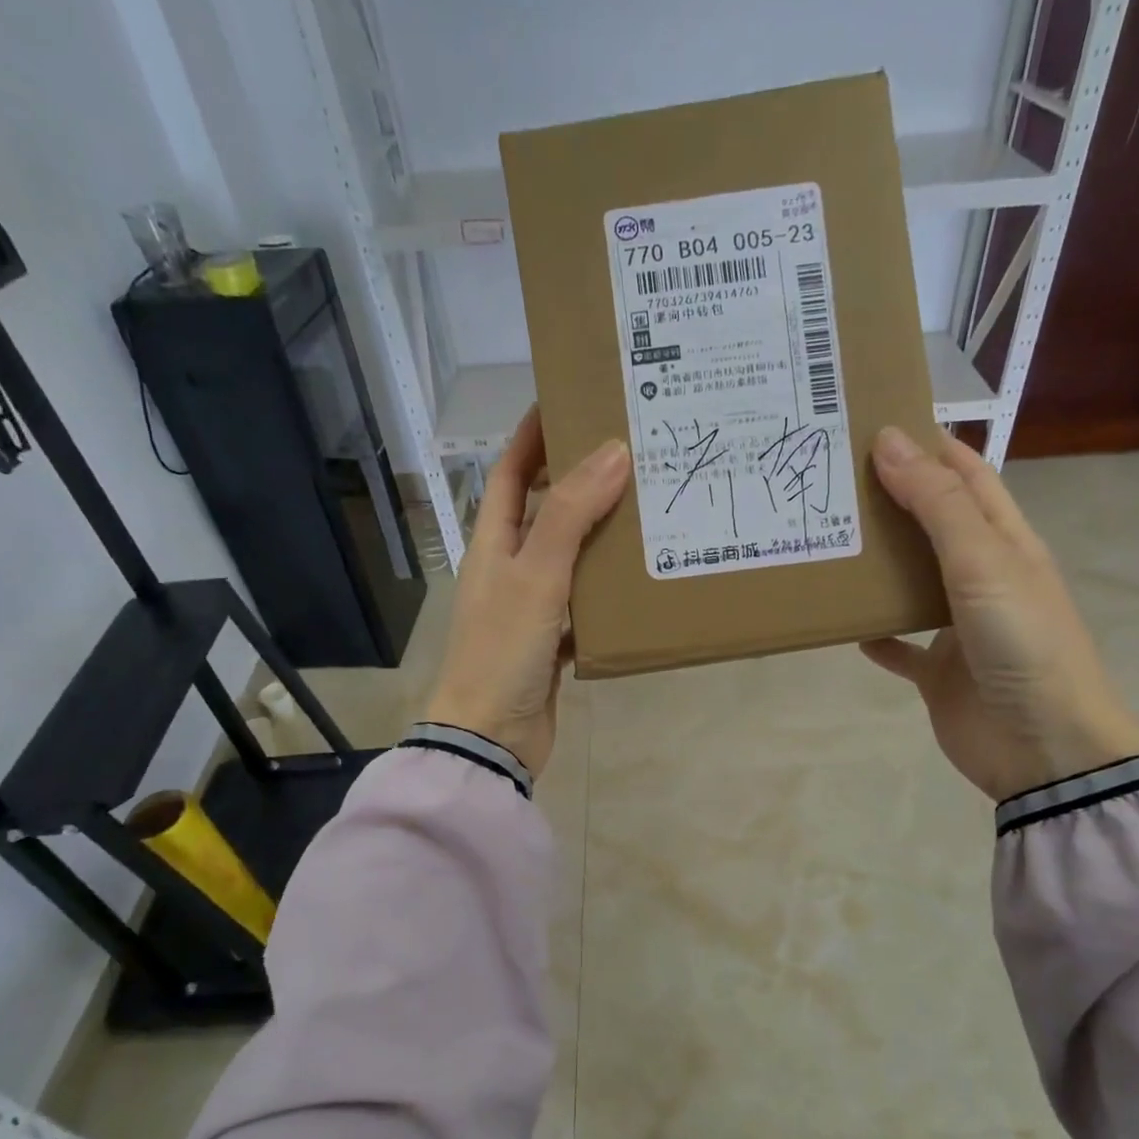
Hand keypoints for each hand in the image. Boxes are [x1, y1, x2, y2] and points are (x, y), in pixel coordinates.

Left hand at [425, 409, 630, 777]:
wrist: (490, 738)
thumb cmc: (503, 651)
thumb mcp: (535, 576)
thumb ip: (570, 516)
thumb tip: (611, 451)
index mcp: (493, 543)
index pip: (510, 473)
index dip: (534, 436)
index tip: (569, 400)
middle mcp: (510, 567)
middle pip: (545, 510)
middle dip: (580, 479)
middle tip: (632, 453)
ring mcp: (531, 605)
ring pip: (570, 556)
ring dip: (601, 534)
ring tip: (648, 507)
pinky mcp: (552, 640)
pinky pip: (584, 602)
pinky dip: (608, 590)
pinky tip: (641, 581)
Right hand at [860, 426, 1138, 801]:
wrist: (1043, 748)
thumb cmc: (1022, 642)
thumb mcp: (983, 562)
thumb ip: (936, 504)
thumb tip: (889, 440)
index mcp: (1005, 542)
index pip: (967, 475)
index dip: (928, 444)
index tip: (872, 424)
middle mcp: (982, 577)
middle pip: (932, 525)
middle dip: (890, 500)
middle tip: (830, 481)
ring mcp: (959, 626)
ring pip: (910, 583)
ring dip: (876, 565)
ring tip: (825, 540)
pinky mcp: (938, 671)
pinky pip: (899, 645)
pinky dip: (874, 634)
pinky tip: (840, 624)